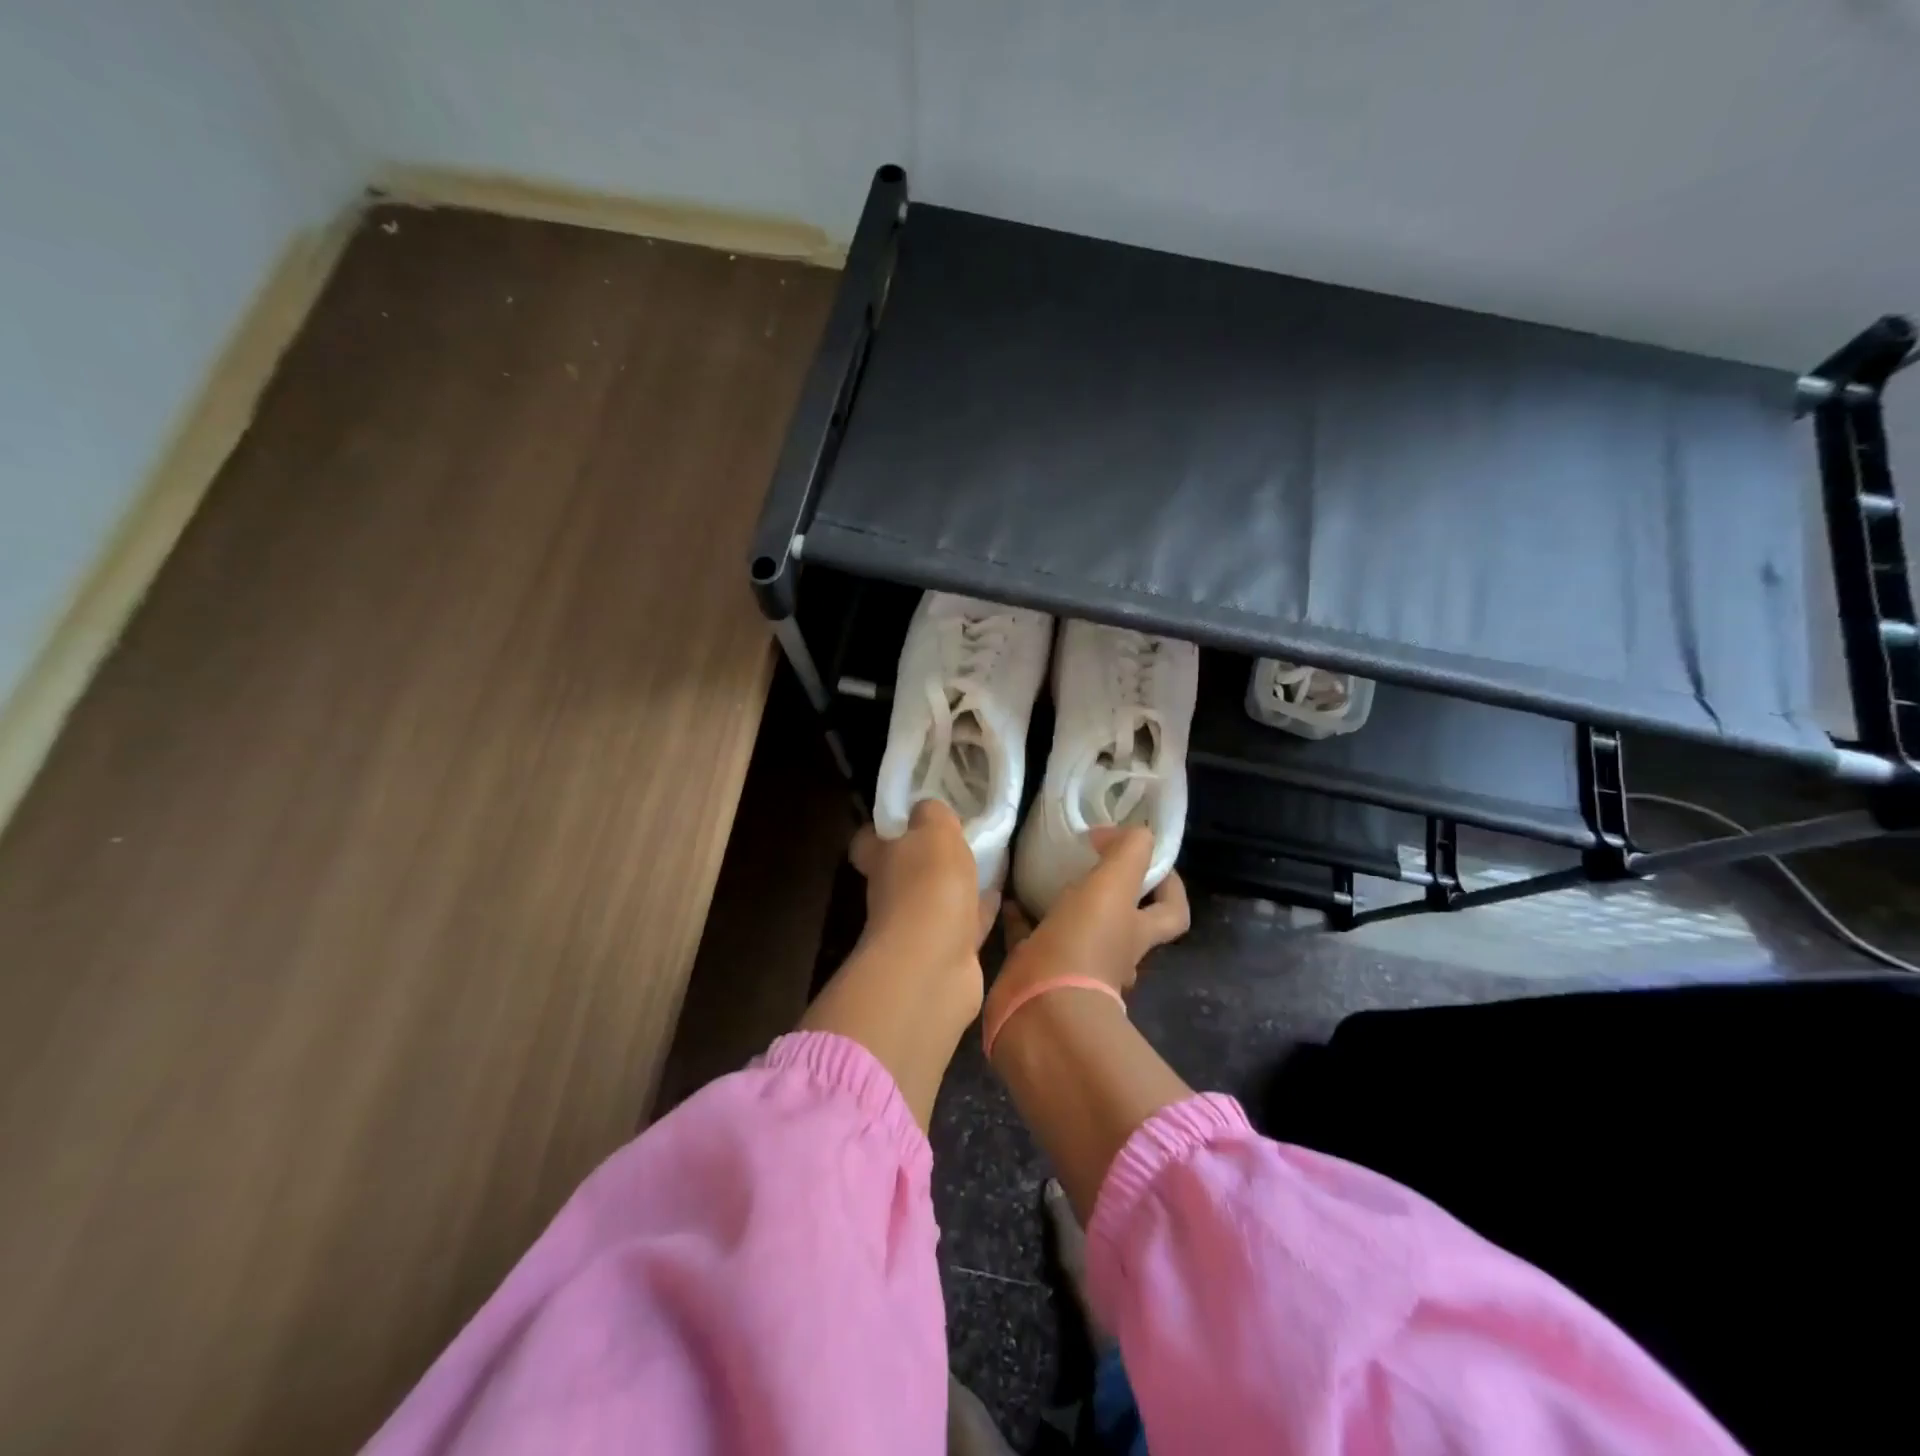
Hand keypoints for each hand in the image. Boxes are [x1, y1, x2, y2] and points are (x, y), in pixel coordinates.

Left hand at [848, 800, 999, 1014]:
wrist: (933, 966)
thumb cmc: (927, 887)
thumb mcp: (933, 831)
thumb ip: (932, 814)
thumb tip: (927, 809)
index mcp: (880, 860)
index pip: (868, 841)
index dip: (883, 828)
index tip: (908, 815)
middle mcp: (892, 895)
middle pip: (904, 870)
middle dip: (927, 856)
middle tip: (959, 835)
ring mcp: (918, 928)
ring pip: (938, 898)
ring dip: (957, 884)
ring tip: (987, 860)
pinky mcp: (947, 954)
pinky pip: (966, 924)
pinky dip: (980, 910)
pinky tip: (999, 895)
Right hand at [990, 826, 1188, 1018]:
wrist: (1039, 1011)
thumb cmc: (1083, 945)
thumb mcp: (1114, 887)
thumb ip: (1128, 851)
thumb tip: (1117, 832)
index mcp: (1136, 934)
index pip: (1172, 912)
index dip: (1170, 886)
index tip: (1149, 857)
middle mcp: (1111, 955)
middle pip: (1122, 922)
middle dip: (1111, 895)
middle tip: (1091, 860)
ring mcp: (1071, 968)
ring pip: (1074, 930)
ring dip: (1064, 903)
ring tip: (1044, 872)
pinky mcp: (1033, 973)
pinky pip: (1027, 939)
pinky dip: (1019, 917)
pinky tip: (1006, 897)